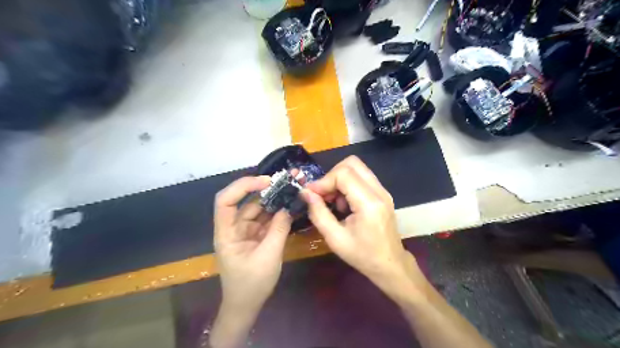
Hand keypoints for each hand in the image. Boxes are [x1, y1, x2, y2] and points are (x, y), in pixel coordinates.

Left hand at [214, 177, 292, 311]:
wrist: (246, 306)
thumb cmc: (251, 284)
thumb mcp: (268, 257)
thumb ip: (279, 229)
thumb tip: (289, 207)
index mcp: (227, 233)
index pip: (226, 201)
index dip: (243, 186)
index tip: (266, 182)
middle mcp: (234, 227)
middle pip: (246, 201)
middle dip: (266, 188)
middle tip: (288, 179)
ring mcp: (246, 231)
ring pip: (259, 208)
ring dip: (275, 199)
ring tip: (293, 188)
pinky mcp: (256, 236)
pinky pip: (266, 219)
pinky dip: (278, 212)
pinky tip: (290, 204)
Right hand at [302, 157, 417, 294]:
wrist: (390, 265)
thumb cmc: (362, 255)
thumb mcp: (335, 239)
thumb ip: (318, 213)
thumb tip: (305, 193)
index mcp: (369, 203)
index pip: (343, 174)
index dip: (323, 181)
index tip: (311, 194)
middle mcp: (379, 191)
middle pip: (352, 163)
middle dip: (332, 175)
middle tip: (323, 195)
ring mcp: (383, 191)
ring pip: (357, 168)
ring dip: (340, 179)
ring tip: (333, 202)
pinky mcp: (382, 194)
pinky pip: (362, 178)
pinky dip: (348, 184)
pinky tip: (344, 204)